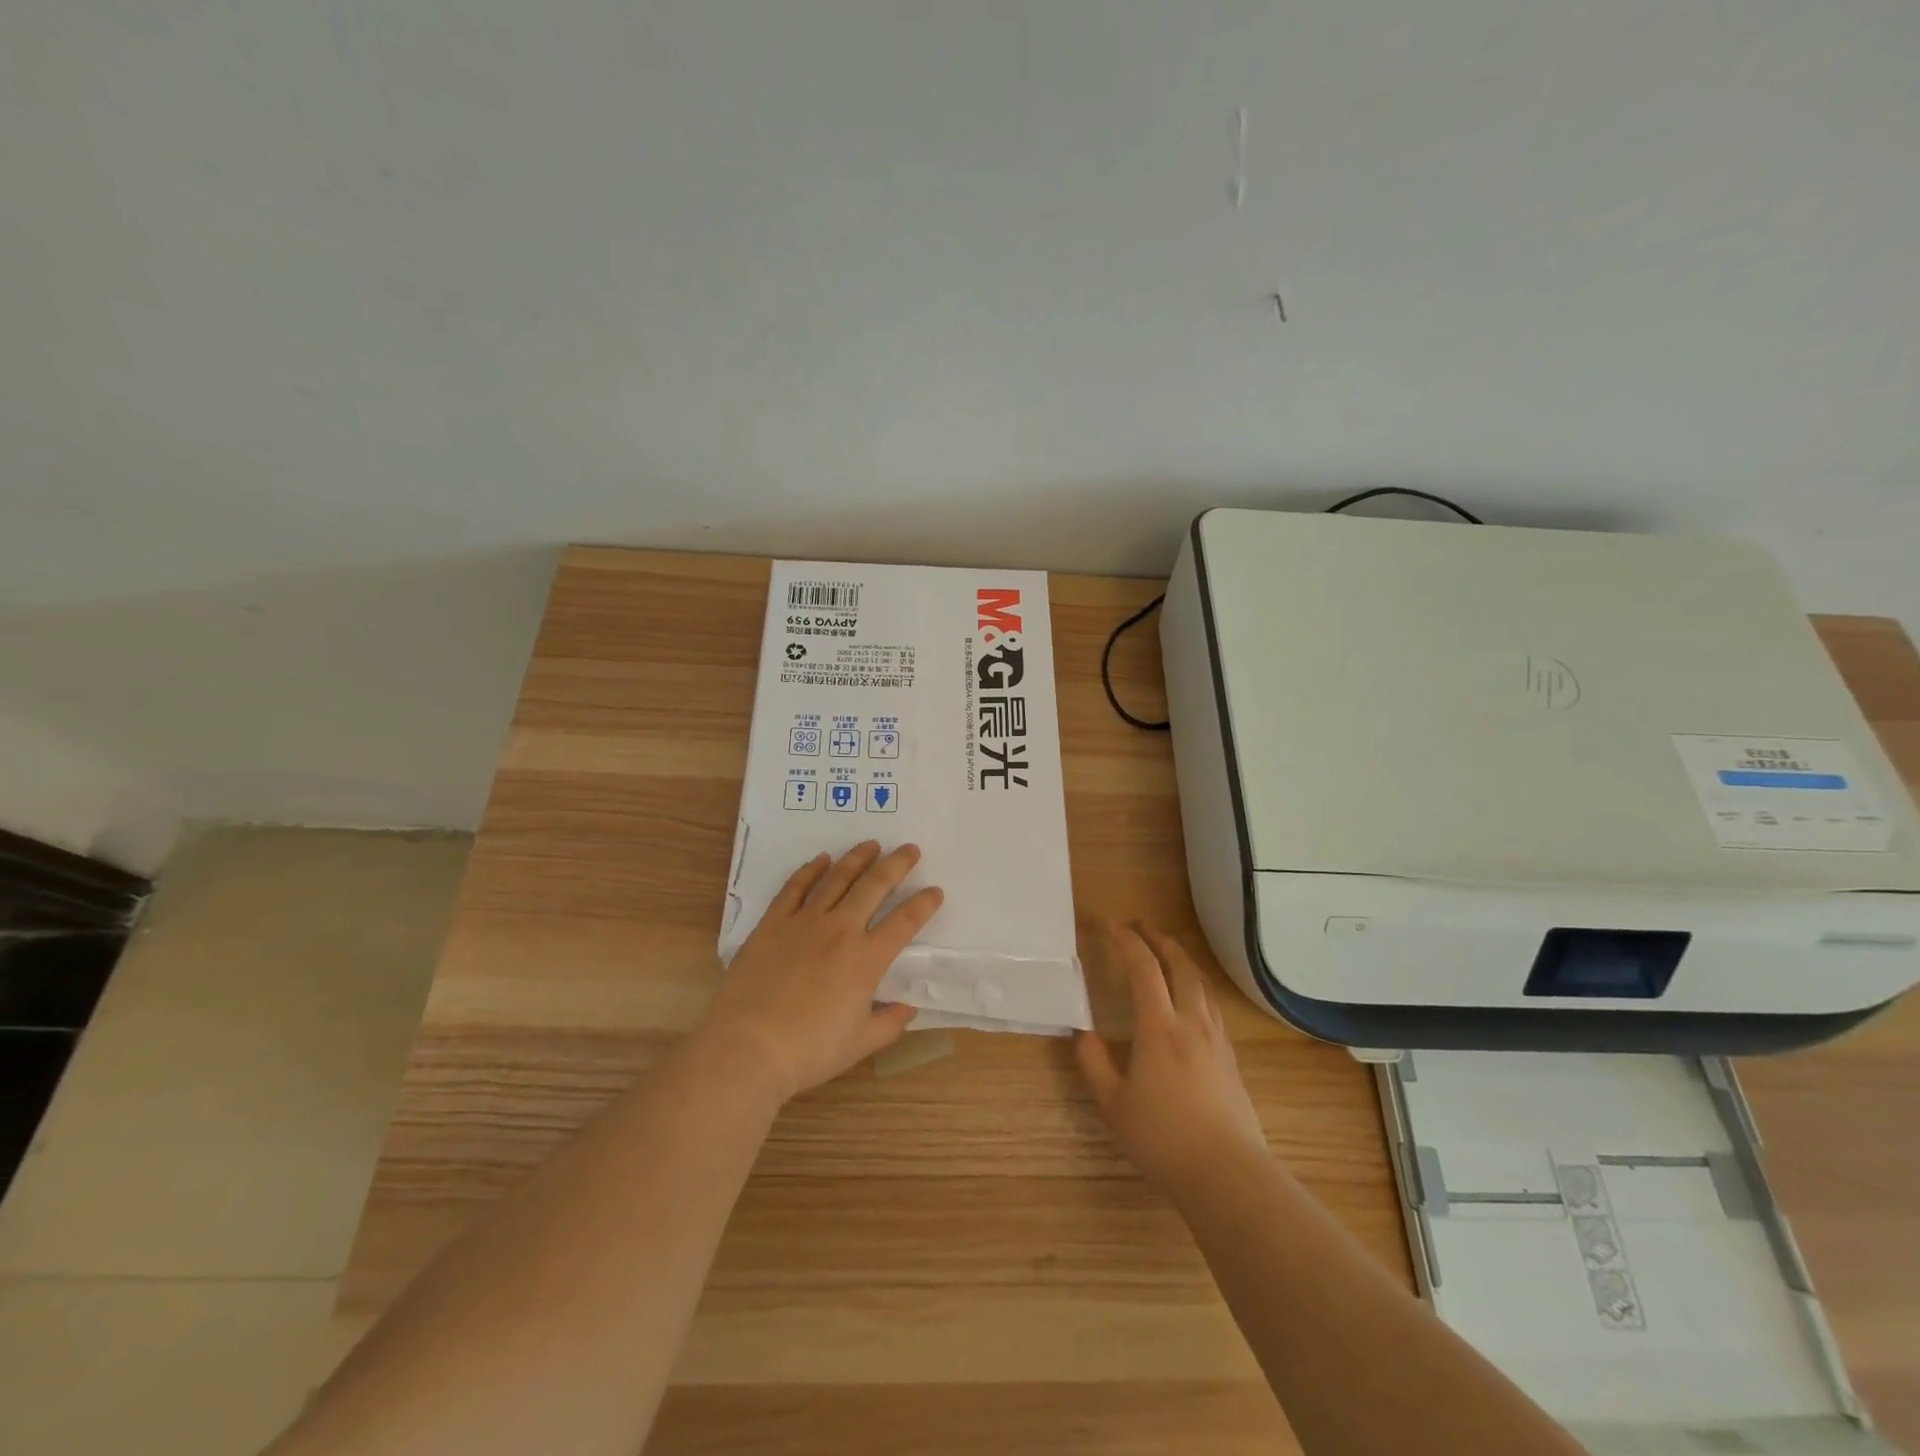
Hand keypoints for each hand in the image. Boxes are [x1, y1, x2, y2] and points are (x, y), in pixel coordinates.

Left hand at [696, 841, 943, 1105]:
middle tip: (909, 849)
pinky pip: (795, 888)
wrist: (748, 1047)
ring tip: (871, 844)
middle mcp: (840, 930)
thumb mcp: (860, 1043)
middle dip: (896, 864)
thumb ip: (889, 1022)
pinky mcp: (773, 923)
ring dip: (857, 859)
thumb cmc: (809, 1050)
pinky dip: (810, 870)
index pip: (905, 922)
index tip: (935, 891)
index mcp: (866, 960)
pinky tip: (821, 860)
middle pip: (874, 886)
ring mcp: (804, 922)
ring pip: (837, 879)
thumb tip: (908, 1007)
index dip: (924, 904)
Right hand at [1075, 924, 1267, 1192]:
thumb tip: (1083, 1033)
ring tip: (1166, 950)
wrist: (1227, 1173)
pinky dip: (1196, 984)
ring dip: (1181, 958)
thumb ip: (1094, 1064)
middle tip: (1140, 925)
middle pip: (1179, 965)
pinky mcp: (1230, 1057)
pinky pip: (1212, 1004)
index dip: (1126, 941)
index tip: (1110, 925)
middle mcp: (1191, 1022)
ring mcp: (1216, 1038)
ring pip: (1201, 983)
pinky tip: (1190, 996)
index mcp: (1159, 1028)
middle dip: (1158, 938)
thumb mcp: (1113, 1105)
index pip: (1143, 968)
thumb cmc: (1163, 1138)